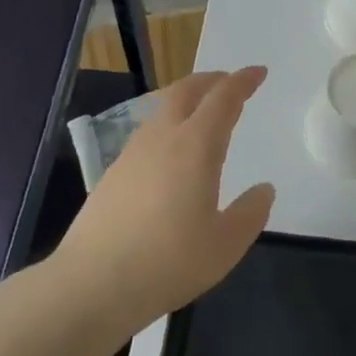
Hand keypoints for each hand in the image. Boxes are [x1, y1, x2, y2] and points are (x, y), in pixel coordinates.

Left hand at [56, 69, 275, 329]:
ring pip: (163, 109)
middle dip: (211, 80)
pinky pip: (148, 132)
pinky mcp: (113, 173)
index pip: (223, 98)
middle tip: (230, 83)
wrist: (91, 284)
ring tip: (202, 113)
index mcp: (196, 145)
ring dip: (187, 100)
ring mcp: (133, 153)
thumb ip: (250, 213)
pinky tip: (171, 152)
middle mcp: (164, 138)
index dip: (243, 81)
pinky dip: (168, 125)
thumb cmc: (168, 261)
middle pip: (187, 90)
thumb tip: (263, 190)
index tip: (259, 72)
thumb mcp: (225, 245)